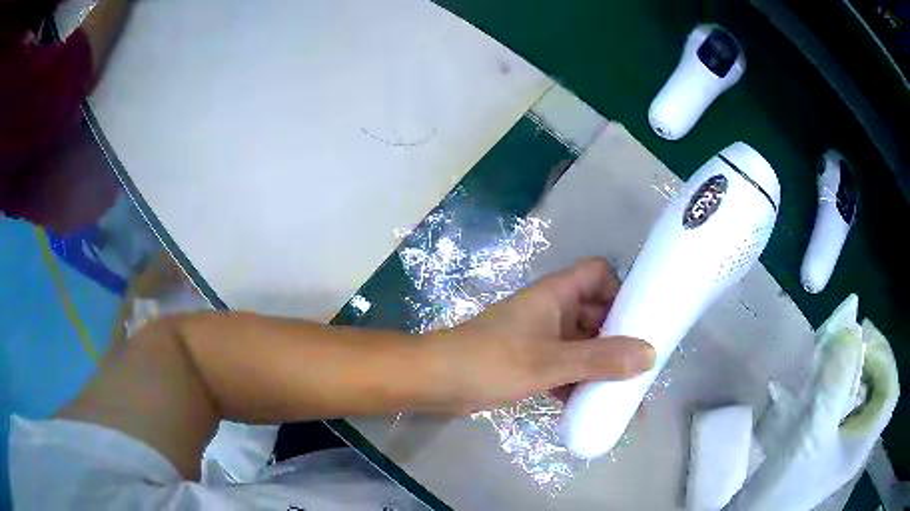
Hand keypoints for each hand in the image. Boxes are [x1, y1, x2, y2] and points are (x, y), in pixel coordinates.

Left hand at [426, 258, 654, 412]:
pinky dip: (581, 384)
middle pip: (597, 314)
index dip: (621, 289)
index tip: (641, 319)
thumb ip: (600, 359)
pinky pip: (567, 369)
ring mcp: (542, 338)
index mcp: (557, 294)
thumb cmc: (492, 362)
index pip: (598, 273)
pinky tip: (596, 407)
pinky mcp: (532, 364)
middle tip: (644, 367)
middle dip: (620, 339)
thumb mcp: (551, 361)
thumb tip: (650, 355)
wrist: (437, 382)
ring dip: (603, 367)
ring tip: (629, 395)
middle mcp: (553, 311)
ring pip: (583, 346)